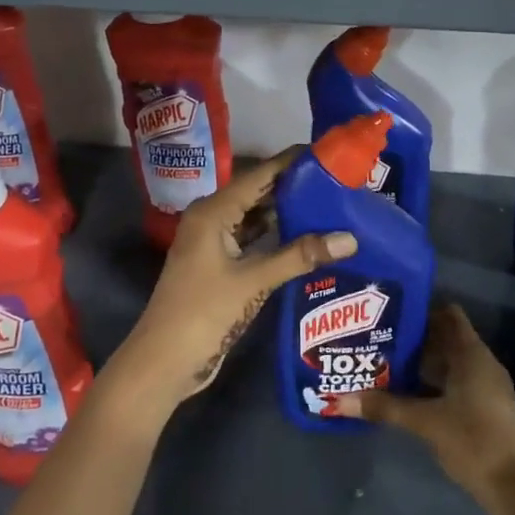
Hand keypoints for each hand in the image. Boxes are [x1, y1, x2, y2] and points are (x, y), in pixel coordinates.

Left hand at [111, 148, 356, 414]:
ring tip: (331, 206)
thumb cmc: (203, 313)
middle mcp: (212, 220)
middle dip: (295, 188)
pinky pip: (253, 241)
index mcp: (213, 212)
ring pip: (256, 219)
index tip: (328, 153)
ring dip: (288, 214)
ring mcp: (214, 244)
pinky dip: (277, 239)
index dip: (292, 162)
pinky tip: (308, 239)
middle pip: (258, 194)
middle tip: (339, 181)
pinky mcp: (220, 267)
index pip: (259, 175)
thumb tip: (349, 238)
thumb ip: (300, 256)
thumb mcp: (253, 281)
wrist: (164, 361)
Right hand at [332, 303, 514, 514]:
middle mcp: (481, 364)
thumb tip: (340, 400)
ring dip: (421, 364)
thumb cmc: (475, 441)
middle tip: (378, 338)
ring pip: (449, 364)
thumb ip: (385, 408)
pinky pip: (454, 385)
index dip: (422, 310)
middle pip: (445, 339)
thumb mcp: (426, 423)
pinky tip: (405, 395)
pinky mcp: (484, 410)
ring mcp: (485, 388)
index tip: (391, 312)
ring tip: (384, 363)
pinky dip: (431, 385)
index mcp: (472, 355)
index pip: (449, 315)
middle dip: (414, 339)